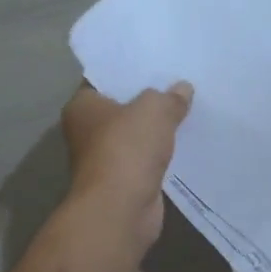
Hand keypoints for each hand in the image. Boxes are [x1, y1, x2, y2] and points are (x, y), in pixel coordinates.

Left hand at [61, 82, 192, 249]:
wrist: (121, 209)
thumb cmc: (127, 148)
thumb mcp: (154, 110)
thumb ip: (169, 97)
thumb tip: (183, 88)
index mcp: (82, 106)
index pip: (104, 80)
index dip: (129, 71)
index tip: (156, 63)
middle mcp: (87, 131)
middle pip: (121, 108)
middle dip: (147, 100)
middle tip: (179, 83)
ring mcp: (105, 159)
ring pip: (135, 135)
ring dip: (156, 130)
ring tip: (188, 110)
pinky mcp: (124, 181)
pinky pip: (146, 159)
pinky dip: (161, 154)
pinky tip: (186, 142)